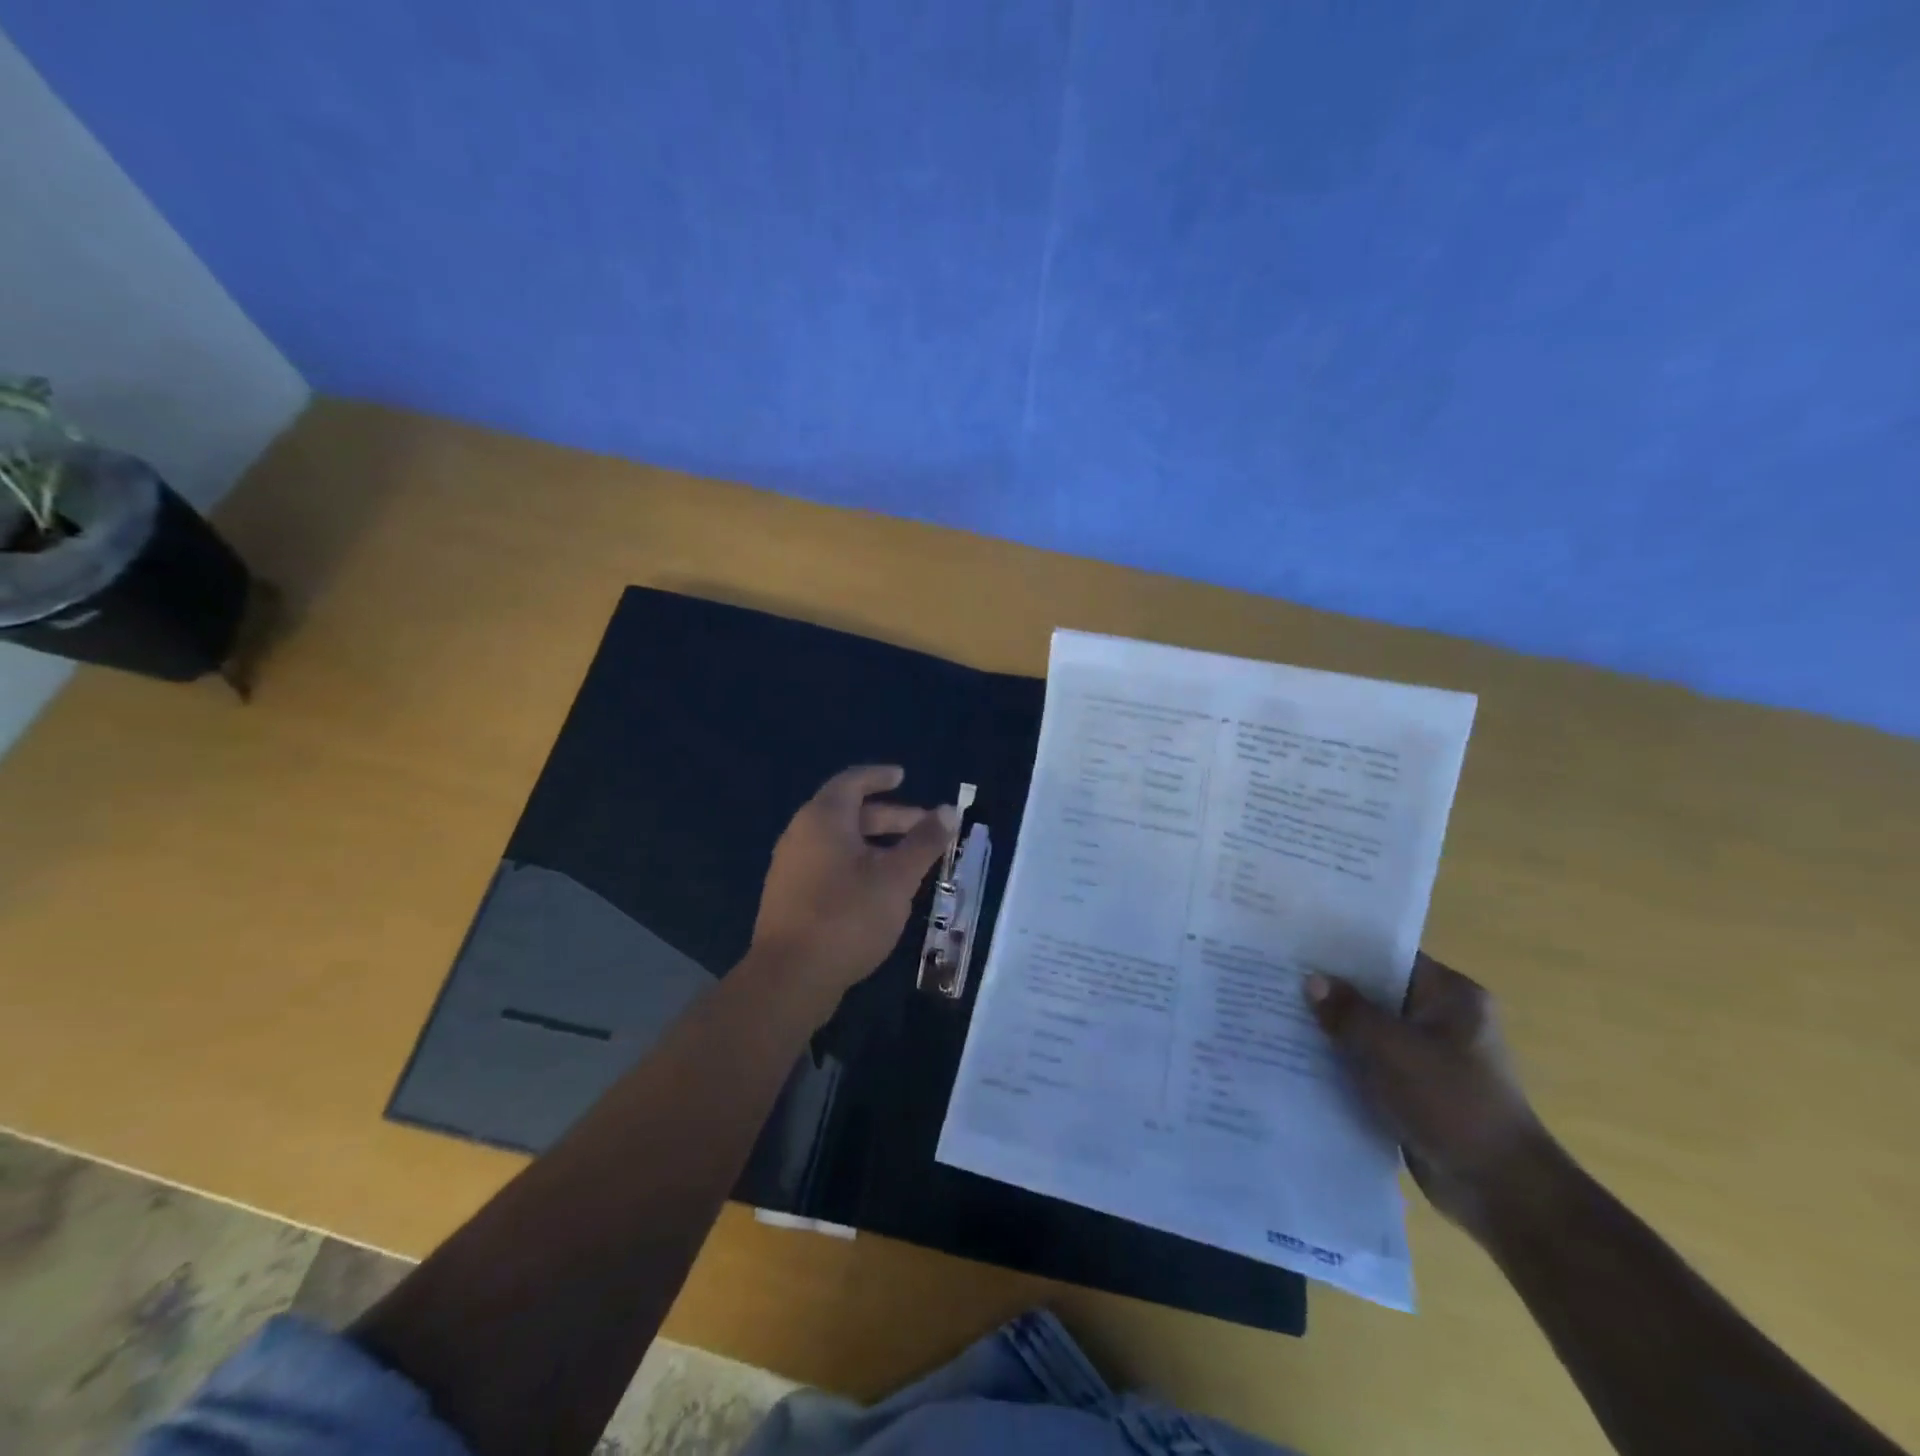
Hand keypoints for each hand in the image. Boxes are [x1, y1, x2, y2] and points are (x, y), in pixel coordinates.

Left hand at [748, 765, 955, 1013]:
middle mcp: (801, 834)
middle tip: (924, 828)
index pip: (852, 781)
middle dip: (889, 816)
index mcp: (823, 818)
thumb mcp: (896, 878)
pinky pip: (828, 864)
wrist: (790, 978)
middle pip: (848, 812)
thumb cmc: (848, 916)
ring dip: (875, 843)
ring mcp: (791, 866)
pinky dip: (857, 863)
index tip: (903, 776)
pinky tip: (879, 889)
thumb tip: (948, 811)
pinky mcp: (790, 896)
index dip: (879, 776)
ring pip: (839, 841)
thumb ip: (924, 842)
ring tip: (908, 861)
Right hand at [1307, 954, 1548, 1237]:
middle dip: (1332, 991)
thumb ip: (1348, 1011)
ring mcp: (1430, 1057)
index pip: (1389, 957)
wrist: (1500, 1191)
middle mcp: (1442, 1019)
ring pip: (1370, 1030)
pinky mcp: (1416, 1090)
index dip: (1343, 950)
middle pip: (1376, 993)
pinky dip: (1344, 1061)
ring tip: (1279, 1012)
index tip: (1298, 945)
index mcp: (1451, 996)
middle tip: (1277, 977)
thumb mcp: (1393, 1049)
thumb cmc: (1452, 1103)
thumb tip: (1311, 980)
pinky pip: (1371, 1063)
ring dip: (1334, 1029)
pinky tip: (1301, 1056)